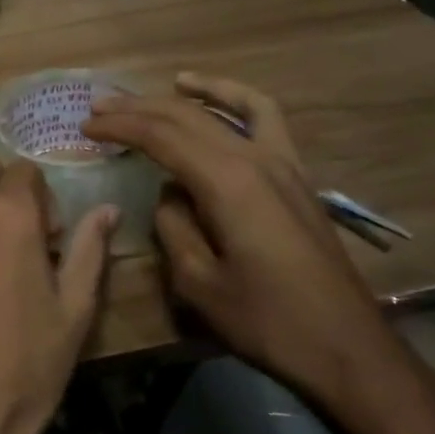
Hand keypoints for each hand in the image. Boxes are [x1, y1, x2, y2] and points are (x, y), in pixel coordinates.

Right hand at [84, 74, 434, 433]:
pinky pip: (266, 121)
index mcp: (226, 182)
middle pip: (187, 117)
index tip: (87, 126)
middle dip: (139, 108)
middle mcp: (254, 159)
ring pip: (228, 109)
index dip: (120, 127)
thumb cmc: (268, 322)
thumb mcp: (199, 283)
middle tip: (99, 107)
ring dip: (187, 96)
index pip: (160, 137)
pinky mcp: (296, 176)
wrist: (347, 347)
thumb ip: (173, 228)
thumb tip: (168, 196)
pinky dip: (238, 101)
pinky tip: (219, 101)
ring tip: (159, 86)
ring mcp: (282, 163)